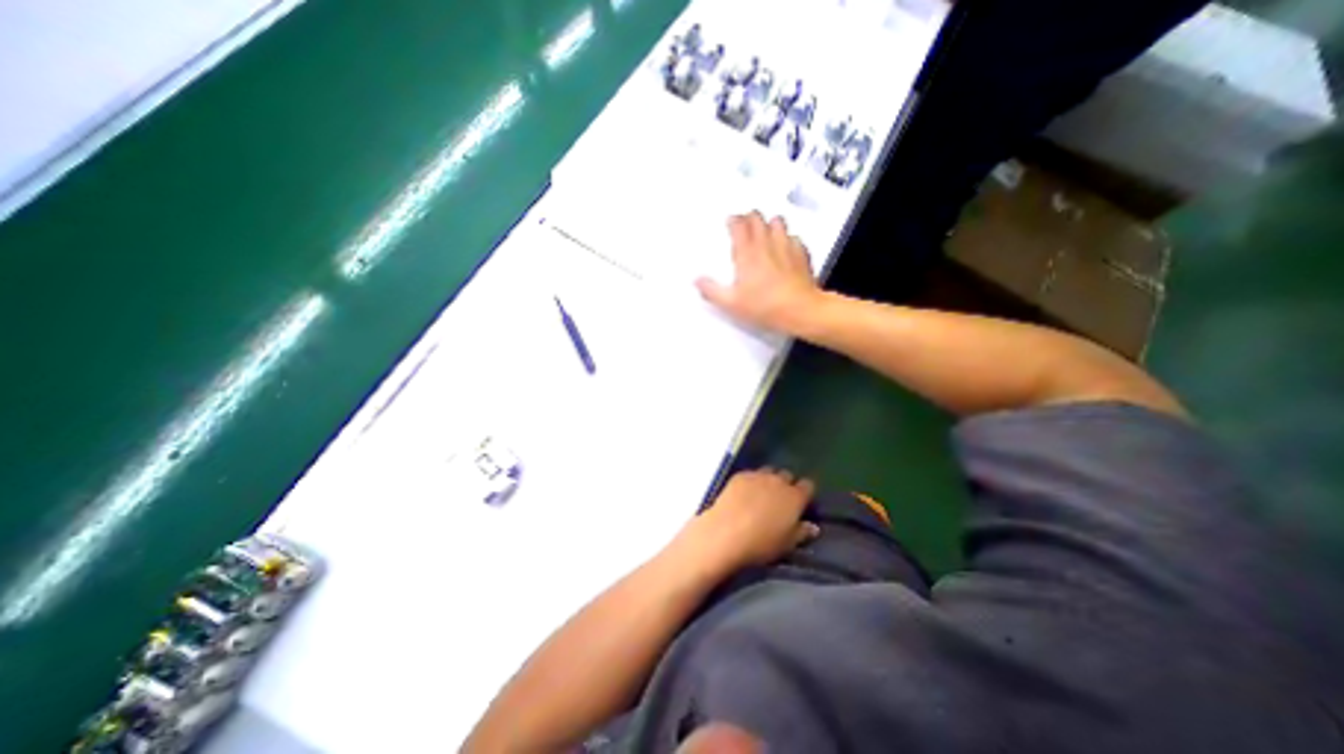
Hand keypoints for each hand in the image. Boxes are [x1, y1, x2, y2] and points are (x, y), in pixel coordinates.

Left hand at [683, 467, 817, 574]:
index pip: (808, 486)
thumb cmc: (761, 544)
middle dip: (786, 485)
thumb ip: (802, 532)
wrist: (726, 533)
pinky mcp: (740, 475)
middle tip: (780, 502)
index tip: (801, 504)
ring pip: (769, 472)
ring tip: (762, 496)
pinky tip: (744, 494)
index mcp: (795, 497)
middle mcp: (778, 481)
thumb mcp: (787, 544)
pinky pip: (751, 474)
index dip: (805, 494)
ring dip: (769, 480)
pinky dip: (751, 481)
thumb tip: (813, 527)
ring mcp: (758, 475)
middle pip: (787, 476)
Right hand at [697, 210, 823, 327]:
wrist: (799, 310)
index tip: (730, 221)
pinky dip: (788, 239)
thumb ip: (712, 291)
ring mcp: (786, 246)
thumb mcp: (731, 303)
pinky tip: (786, 247)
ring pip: (778, 222)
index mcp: (747, 253)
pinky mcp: (801, 254)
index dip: (733, 220)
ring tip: (766, 231)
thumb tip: (697, 281)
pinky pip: (795, 238)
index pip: (739, 225)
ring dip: (770, 223)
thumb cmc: (764, 306)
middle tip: (745, 223)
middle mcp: (766, 244)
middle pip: (757, 219)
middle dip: (750, 217)